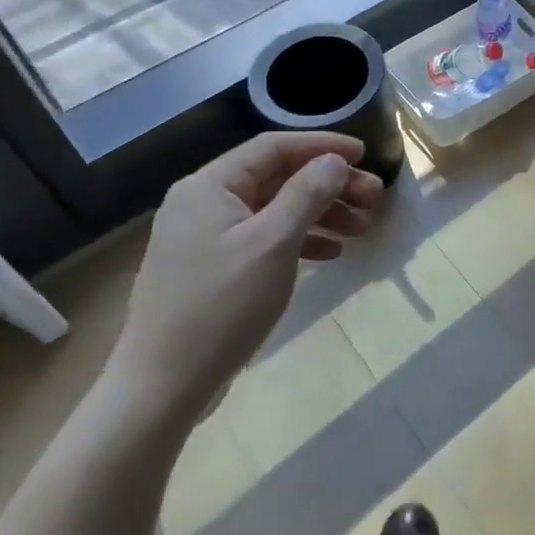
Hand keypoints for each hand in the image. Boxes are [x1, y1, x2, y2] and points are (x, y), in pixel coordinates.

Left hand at [106, 132, 384, 416]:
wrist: (161, 389)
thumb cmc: (220, 307)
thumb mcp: (273, 244)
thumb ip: (307, 194)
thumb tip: (334, 160)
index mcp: (209, 186)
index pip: (274, 147)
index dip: (322, 146)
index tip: (364, 154)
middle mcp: (204, 202)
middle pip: (278, 178)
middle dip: (328, 185)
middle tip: (373, 197)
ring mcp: (206, 237)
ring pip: (275, 209)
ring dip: (320, 213)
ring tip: (362, 228)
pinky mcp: (213, 268)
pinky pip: (264, 238)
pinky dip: (299, 240)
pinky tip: (331, 253)